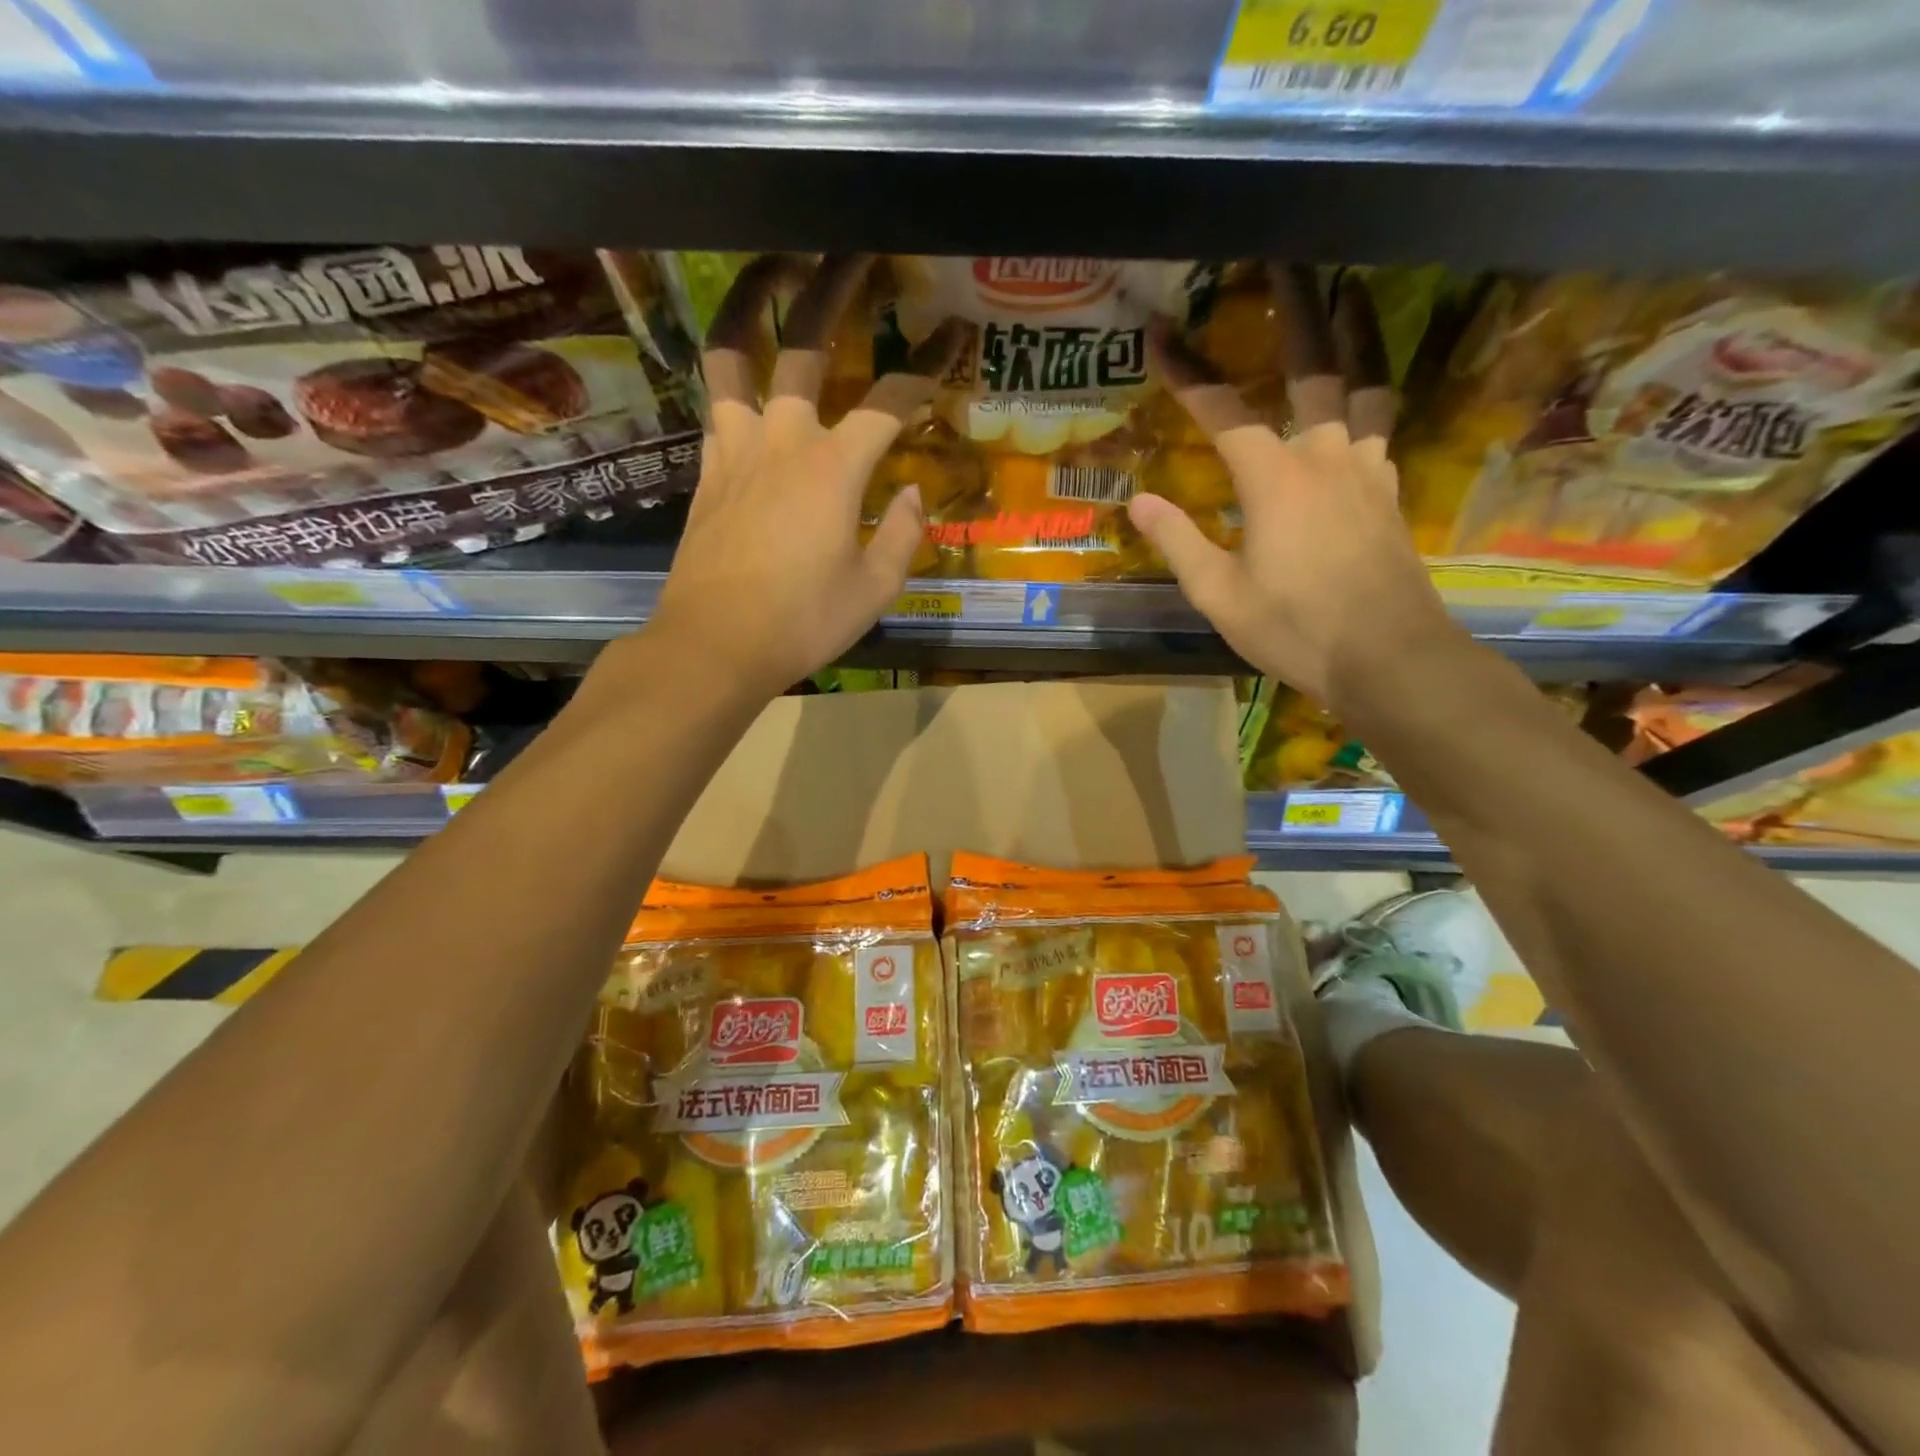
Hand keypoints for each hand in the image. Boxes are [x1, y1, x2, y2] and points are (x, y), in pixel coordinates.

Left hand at [645, 255, 961, 697]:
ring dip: (749, 309)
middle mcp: (782, 438)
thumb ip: (902, 533)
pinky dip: (734, 381)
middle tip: (852, 254)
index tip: (950, 340)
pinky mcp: (707, 473)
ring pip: (733, 358)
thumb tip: (910, 492)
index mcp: (833, 466)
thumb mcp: (874, 589)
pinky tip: (748, 385)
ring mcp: (735, 450)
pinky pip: (718, 406)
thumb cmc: (803, 621)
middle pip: (805, 346)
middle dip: (833, 291)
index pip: (889, 401)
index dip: (925, 368)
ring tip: (766, 278)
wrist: (715, 644)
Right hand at [1126, 268, 1456, 709]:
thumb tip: (1138, 500)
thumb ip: (1178, 541)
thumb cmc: (1295, 627)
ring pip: (1364, 384)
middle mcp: (1325, 455)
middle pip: (1312, 368)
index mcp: (1273, 478)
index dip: (1189, 372)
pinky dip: (1372, 394)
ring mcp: (1366, 469)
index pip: (1223, 410)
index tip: (1163, 334)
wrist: (1387, 657)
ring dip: (1355, 336)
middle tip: (1289, 259)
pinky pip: (1382, 424)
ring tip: (1353, 294)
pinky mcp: (1390, 491)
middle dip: (1296, 310)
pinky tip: (1364, 395)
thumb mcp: (1219, 595)